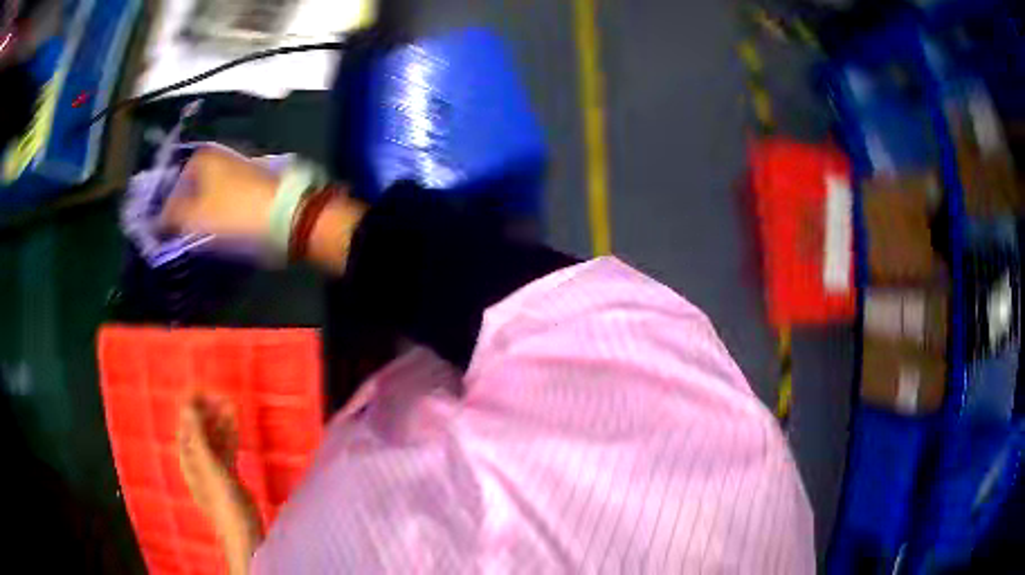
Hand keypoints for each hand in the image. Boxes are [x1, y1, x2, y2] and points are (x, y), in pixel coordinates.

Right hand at [160, 146, 279, 240]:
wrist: (290, 216)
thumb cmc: (233, 213)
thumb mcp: (193, 217)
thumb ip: (170, 218)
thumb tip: (157, 221)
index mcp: (202, 157)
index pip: (173, 185)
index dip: (166, 212)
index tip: (165, 235)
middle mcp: (221, 156)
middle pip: (192, 189)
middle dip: (185, 213)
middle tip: (181, 239)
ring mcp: (240, 169)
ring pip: (210, 197)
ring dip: (203, 217)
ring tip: (200, 241)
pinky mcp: (256, 186)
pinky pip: (228, 203)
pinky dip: (222, 217)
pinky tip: (221, 234)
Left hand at [177, 390, 240, 521]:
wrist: (244, 532)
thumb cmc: (224, 502)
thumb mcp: (210, 468)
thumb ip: (199, 438)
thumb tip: (188, 405)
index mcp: (188, 457)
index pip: (186, 424)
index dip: (192, 406)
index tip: (204, 388)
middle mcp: (197, 460)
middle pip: (200, 429)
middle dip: (208, 411)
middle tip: (222, 395)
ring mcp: (213, 467)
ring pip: (215, 437)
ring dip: (221, 421)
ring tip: (231, 403)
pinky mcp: (227, 474)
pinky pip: (226, 448)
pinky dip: (230, 434)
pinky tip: (237, 423)